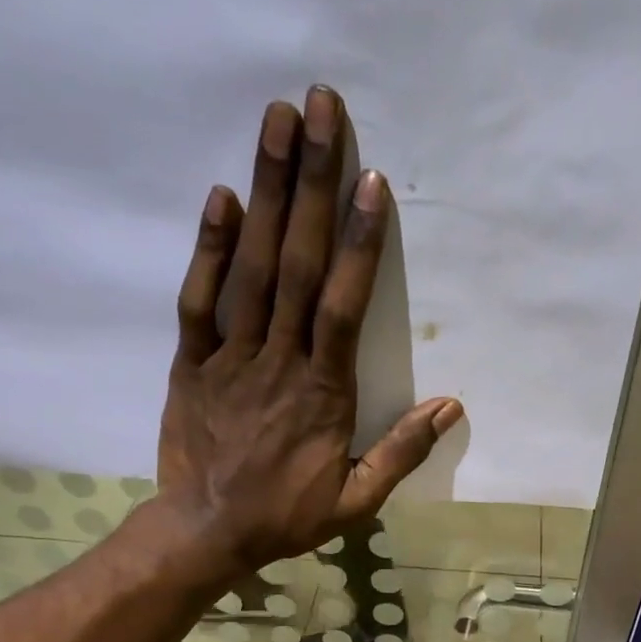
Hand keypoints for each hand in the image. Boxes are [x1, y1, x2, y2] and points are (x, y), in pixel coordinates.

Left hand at [157, 85, 463, 569]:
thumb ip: (401, 453)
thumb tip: (450, 407)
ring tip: (277, 123)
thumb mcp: (356, 500)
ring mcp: (230, 357)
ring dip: (266, 194)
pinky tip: (223, 197)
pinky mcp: (191, 363)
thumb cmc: (286, 517)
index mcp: (322, 393)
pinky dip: (210, 249)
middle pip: (297, 264)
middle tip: (320, 108)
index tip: (369, 182)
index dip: (358, 243)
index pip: (343, 306)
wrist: (207, 533)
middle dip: (310, 184)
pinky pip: (199, 301)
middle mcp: (277, 361)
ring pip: (251, 268)